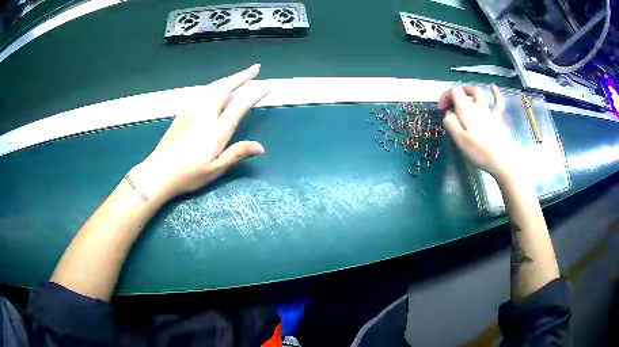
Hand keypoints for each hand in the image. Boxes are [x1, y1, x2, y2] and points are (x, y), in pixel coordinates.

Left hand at [132, 64, 267, 200]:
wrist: (159, 172)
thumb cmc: (189, 174)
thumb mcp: (215, 169)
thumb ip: (237, 154)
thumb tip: (261, 147)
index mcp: (216, 130)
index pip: (240, 106)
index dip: (254, 94)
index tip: (267, 86)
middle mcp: (205, 114)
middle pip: (225, 88)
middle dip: (242, 76)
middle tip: (255, 68)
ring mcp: (192, 111)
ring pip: (213, 87)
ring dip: (228, 78)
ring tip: (239, 75)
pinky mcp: (183, 112)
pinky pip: (203, 91)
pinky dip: (215, 85)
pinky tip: (216, 87)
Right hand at [439, 86, 519, 181]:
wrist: (503, 159)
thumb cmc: (479, 151)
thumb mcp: (459, 139)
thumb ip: (451, 123)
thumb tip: (448, 114)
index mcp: (466, 109)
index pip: (454, 92)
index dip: (445, 97)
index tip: (441, 111)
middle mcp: (477, 106)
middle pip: (466, 91)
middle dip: (457, 94)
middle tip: (452, 105)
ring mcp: (490, 111)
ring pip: (480, 94)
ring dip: (471, 92)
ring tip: (467, 94)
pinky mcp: (499, 119)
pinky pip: (498, 102)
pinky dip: (495, 94)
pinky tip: (493, 88)